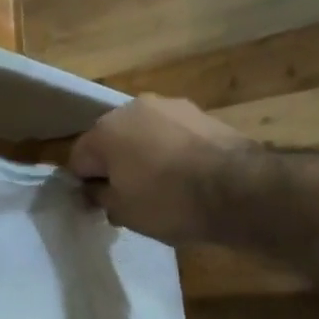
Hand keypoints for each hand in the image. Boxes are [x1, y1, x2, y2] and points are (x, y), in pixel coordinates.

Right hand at [68, 95, 250, 244]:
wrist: (239, 189)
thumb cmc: (168, 202)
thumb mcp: (123, 212)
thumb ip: (101, 197)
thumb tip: (96, 190)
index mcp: (105, 131)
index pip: (79, 160)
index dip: (86, 186)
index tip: (101, 207)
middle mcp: (132, 108)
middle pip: (112, 141)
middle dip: (116, 166)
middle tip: (131, 197)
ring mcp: (170, 106)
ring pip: (144, 135)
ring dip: (145, 155)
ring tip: (164, 186)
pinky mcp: (201, 113)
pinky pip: (173, 135)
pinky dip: (173, 151)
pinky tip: (187, 176)